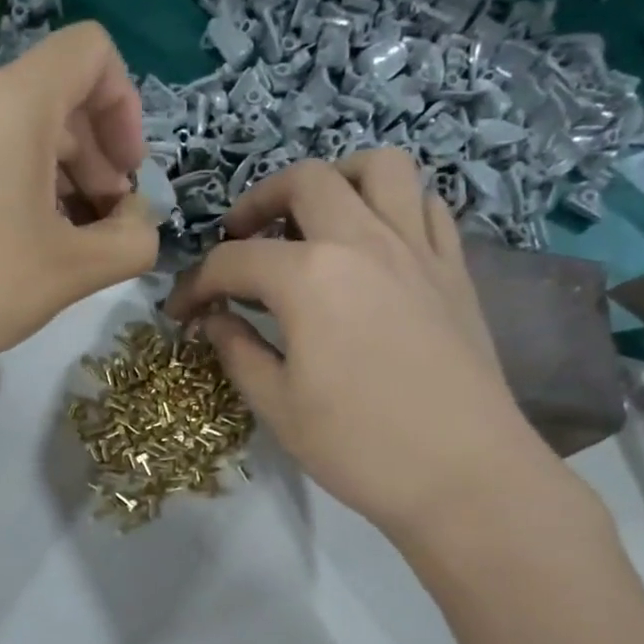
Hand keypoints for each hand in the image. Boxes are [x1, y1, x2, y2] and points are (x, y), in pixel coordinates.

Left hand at [0, 22, 159, 399]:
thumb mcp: (75, 269)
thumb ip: (132, 241)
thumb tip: (139, 225)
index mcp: (16, 102)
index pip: (90, 52)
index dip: (126, 104)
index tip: (128, 173)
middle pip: (59, 98)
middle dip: (100, 157)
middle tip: (107, 226)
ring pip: (23, 133)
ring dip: (64, 180)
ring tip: (70, 246)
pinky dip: (22, 190)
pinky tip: (24, 251)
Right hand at [164, 150, 580, 557]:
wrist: (464, 475)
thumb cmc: (358, 446)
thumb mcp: (277, 405)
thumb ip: (238, 350)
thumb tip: (215, 319)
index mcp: (309, 276)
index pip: (233, 260)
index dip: (195, 284)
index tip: (180, 311)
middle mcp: (363, 241)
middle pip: (304, 181)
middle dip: (257, 203)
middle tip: (240, 240)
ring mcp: (417, 248)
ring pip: (379, 168)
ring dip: (336, 180)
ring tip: (313, 219)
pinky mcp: (454, 269)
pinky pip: (426, 205)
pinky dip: (393, 206)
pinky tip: (374, 245)